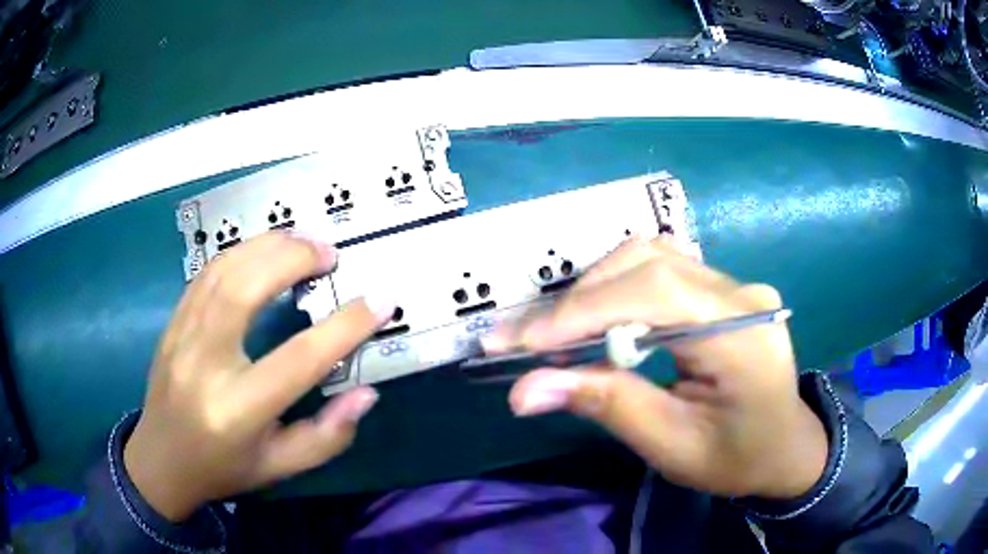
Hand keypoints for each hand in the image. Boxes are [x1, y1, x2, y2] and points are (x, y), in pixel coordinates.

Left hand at [124, 232, 393, 520]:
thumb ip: (327, 437)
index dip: (344, 327)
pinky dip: (240, 253)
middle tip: (329, 254)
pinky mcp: (172, 323)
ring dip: (267, 246)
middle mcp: (204, 365)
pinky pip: (205, 274)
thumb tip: (366, 394)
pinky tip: (263, 252)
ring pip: (222, 271)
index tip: (379, 300)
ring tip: (303, 242)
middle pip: (245, 290)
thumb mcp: (281, 468)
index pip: (298, 360)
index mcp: (237, 411)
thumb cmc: (224, 469)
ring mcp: (181, 337)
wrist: (161, 461)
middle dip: (293, 260)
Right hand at [485, 236, 827, 499]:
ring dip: (596, 289)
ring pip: (651, 257)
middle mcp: (741, 293)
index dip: (584, 311)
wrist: (784, 448)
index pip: (656, 294)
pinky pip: (661, 270)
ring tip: (558, 332)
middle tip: (527, 340)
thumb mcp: (673, 446)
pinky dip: (617, 290)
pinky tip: (597, 319)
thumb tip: (525, 390)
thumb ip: (607, 406)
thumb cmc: (737, 458)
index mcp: (743, 335)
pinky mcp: (723, 289)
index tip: (523, 343)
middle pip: (649, 263)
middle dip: (580, 299)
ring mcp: (735, 285)